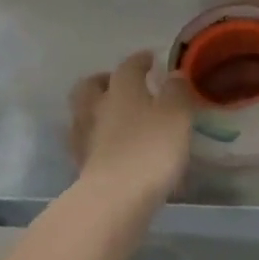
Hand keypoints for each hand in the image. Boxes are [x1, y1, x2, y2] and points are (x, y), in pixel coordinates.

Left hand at [69, 50, 194, 204]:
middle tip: (123, 85)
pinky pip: (88, 143)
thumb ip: (176, 91)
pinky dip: (98, 140)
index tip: (151, 59)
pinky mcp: (81, 166)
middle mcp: (98, 107)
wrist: (114, 200)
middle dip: (105, 81)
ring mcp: (85, 138)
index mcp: (122, 89)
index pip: (129, 66)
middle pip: (92, 86)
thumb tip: (173, 75)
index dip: (140, 60)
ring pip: (85, 114)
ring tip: (118, 118)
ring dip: (98, 110)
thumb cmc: (151, 148)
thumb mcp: (177, 114)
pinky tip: (113, 147)